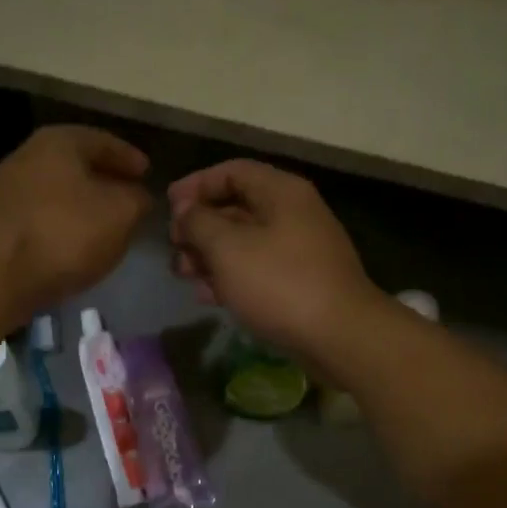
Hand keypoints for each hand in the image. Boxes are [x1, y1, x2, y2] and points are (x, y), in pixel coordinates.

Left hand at [0, 126, 152, 314]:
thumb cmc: (65, 231)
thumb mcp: (121, 213)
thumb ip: (137, 200)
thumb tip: (139, 197)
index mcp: (59, 142)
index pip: (103, 141)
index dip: (128, 158)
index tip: (147, 173)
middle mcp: (27, 158)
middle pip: (75, 166)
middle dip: (104, 182)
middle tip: (129, 199)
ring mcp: (6, 193)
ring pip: (57, 195)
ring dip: (82, 208)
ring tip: (106, 227)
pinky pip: (41, 221)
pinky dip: (62, 228)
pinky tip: (76, 248)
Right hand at [168, 160, 386, 361]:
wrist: (339, 336)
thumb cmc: (279, 283)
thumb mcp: (228, 247)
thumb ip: (199, 222)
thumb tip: (186, 210)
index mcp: (281, 192)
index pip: (232, 171)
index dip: (196, 185)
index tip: (168, 208)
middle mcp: (292, 213)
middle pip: (236, 207)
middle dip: (199, 226)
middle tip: (174, 248)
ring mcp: (299, 250)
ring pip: (244, 242)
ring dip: (210, 255)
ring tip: (184, 275)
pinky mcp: (299, 282)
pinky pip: (257, 270)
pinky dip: (230, 277)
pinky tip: (208, 296)